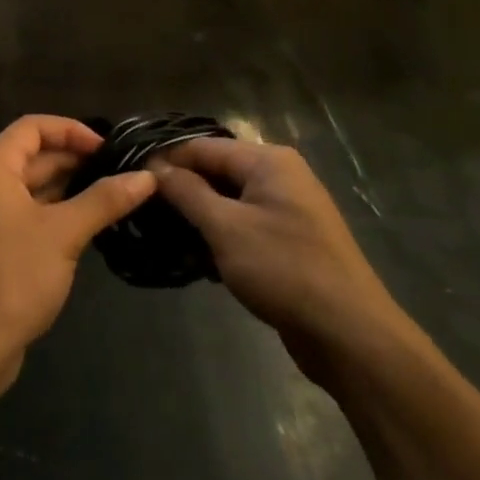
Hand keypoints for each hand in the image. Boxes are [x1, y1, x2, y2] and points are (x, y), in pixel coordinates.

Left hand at [0, 116, 156, 378]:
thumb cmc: (13, 276)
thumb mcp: (64, 233)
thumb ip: (104, 200)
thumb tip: (147, 177)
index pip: (33, 127)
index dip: (72, 130)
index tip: (109, 149)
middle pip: (33, 154)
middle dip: (75, 159)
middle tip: (121, 172)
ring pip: (31, 185)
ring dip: (68, 186)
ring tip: (114, 194)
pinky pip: (26, 211)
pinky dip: (55, 210)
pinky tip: (88, 222)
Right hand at [154, 138, 406, 380]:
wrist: (349, 334)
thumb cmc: (284, 269)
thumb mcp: (225, 227)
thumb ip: (187, 192)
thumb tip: (155, 167)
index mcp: (268, 161)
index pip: (203, 146)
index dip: (166, 160)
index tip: (130, 179)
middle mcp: (280, 176)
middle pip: (217, 171)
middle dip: (181, 189)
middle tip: (141, 210)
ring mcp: (287, 209)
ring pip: (228, 201)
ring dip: (198, 216)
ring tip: (161, 234)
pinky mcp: (289, 240)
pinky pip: (244, 225)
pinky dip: (219, 236)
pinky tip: (195, 258)